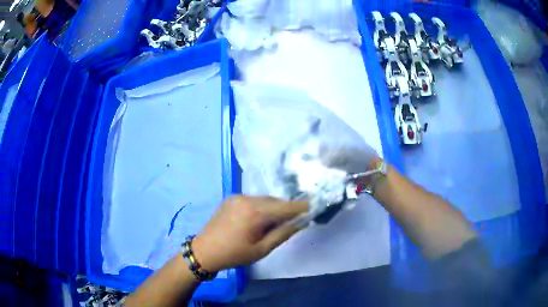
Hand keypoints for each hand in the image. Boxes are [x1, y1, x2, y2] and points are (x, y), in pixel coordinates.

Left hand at [192, 196, 307, 271]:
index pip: (286, 206)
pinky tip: (258, 220)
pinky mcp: (231, 198)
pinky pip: (253, 200)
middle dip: (286, 209)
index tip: (314, 208)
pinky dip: (261, 207)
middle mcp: (247, 199)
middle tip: (293, 222)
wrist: (204, 250)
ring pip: (265, 199)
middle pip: (275, 201)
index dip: (302, 207)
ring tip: (273, 224)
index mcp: (255, 212)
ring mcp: (238, 197)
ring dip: (273, 208)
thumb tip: (301, 222)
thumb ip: (283, 233)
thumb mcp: (262, 249)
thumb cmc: (234, 254)